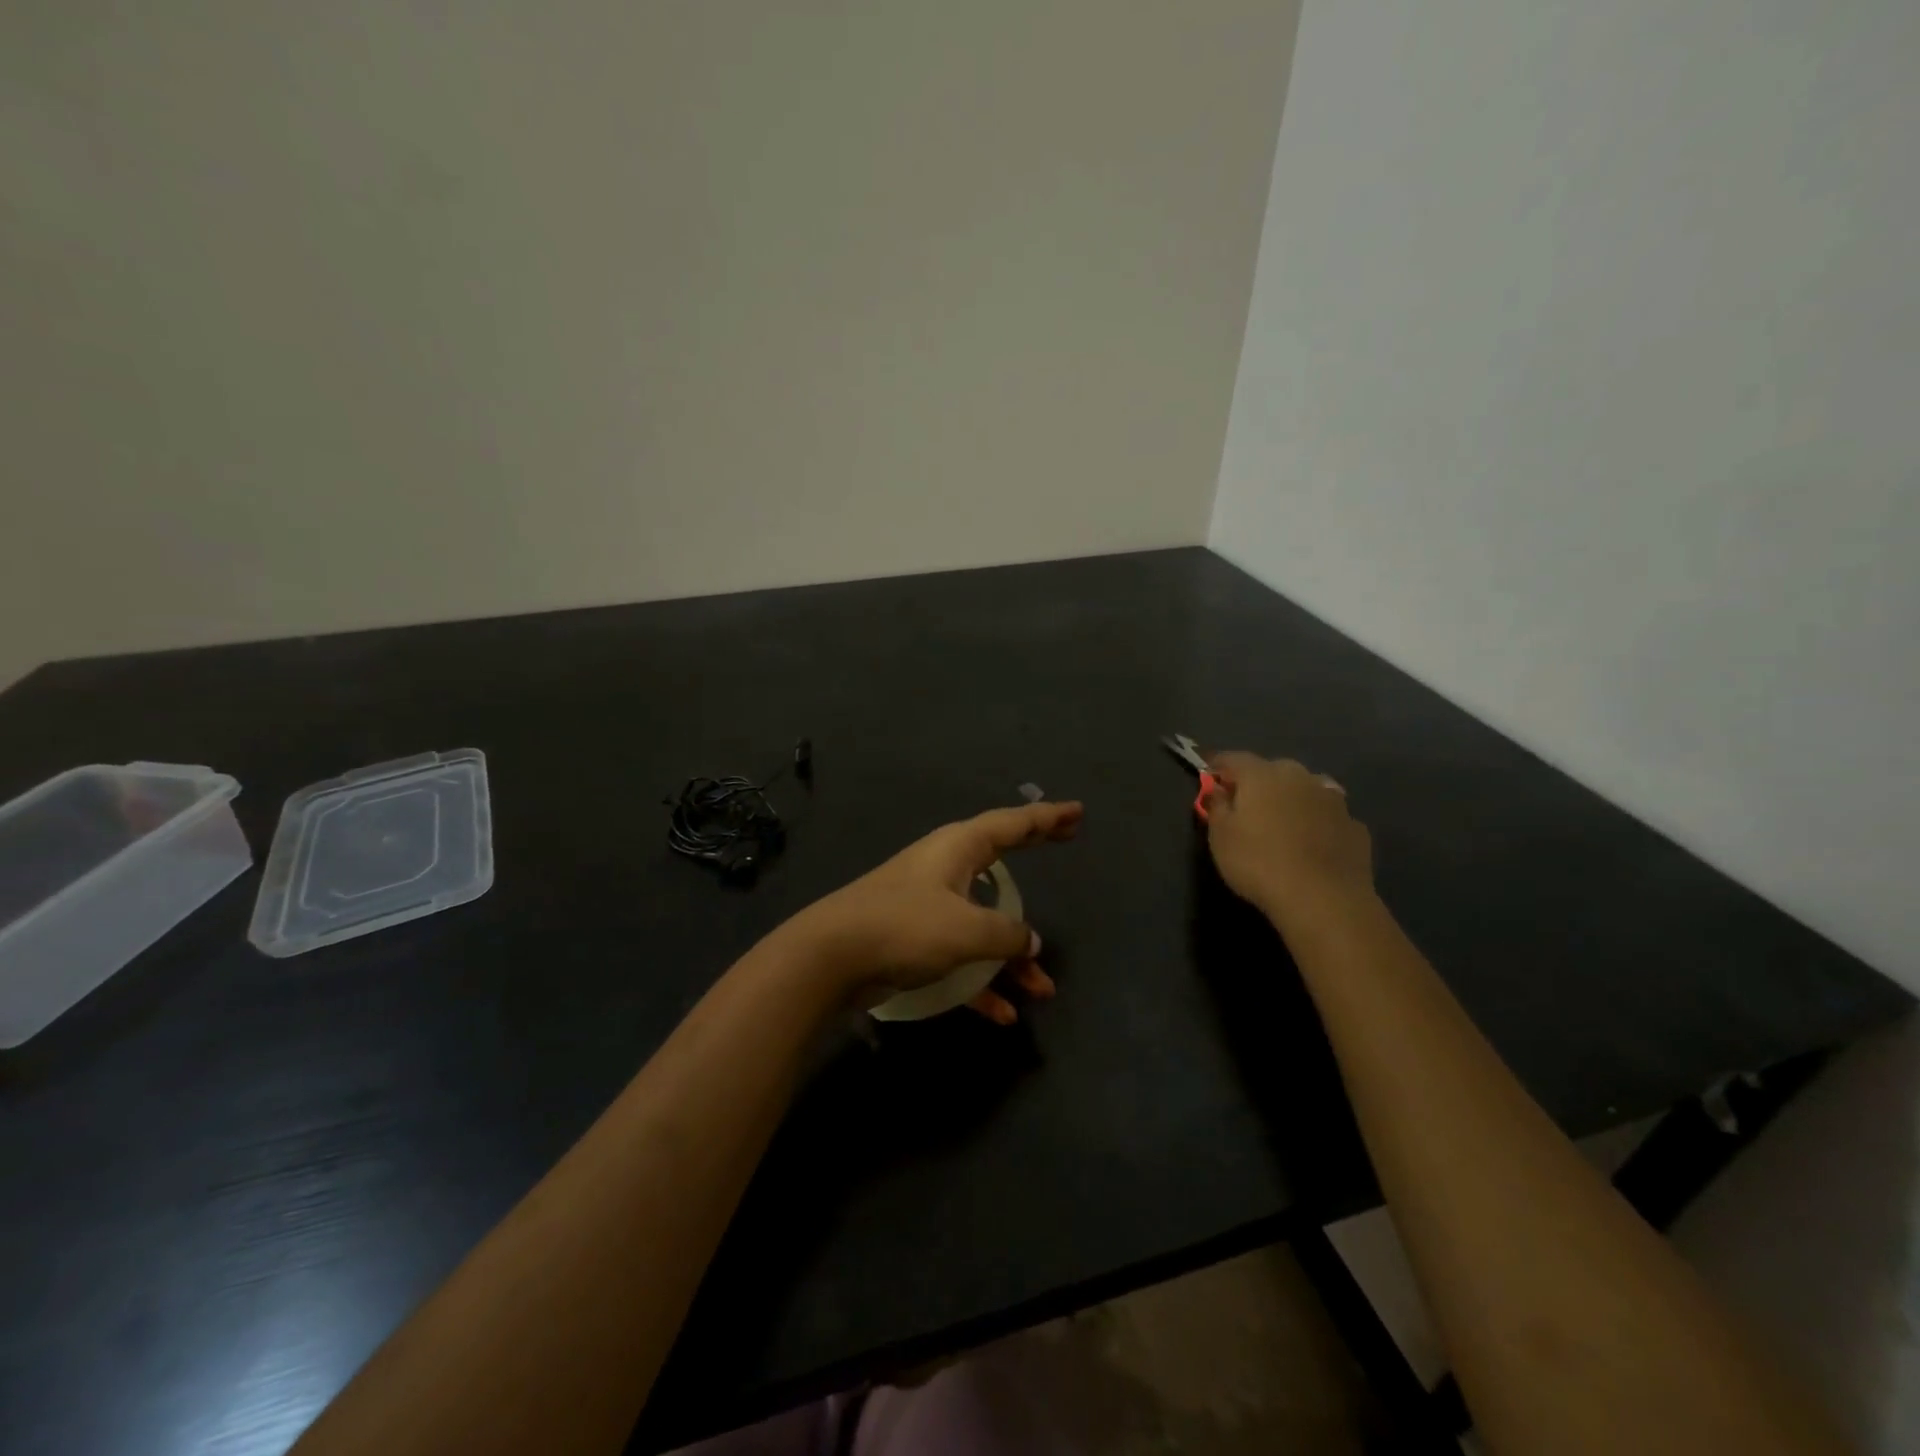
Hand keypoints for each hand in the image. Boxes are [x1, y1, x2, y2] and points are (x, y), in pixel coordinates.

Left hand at [786, 800, 1083, 1022]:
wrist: (832, 956)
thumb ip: (1006, 934)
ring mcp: (929, 904)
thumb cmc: (906, 926)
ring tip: (1042, 988)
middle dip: (1035, 850)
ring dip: (1011, 956)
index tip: (1077, 812)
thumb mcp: (968, 929)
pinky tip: (1001, 1013)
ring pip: (983, 922)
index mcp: (958, 849)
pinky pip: (960, 956)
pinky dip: (980, 981)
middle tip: (1068, 838)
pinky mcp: (915, 940)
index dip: (1047, 818)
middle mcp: (945, 869)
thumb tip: (1028, 941)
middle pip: (1001, 857)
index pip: (1012, 824)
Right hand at [1203, 752, 1372, 932]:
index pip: (1233, 759)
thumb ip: (1217, 806)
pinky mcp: (1355, 826)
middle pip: (1272, 771)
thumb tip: (1218, 790)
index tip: (1208, 775)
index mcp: (1262, 775)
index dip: (1217, 766)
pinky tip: (1312, 844)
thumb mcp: (1220, 837)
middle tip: (1245, 805)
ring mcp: (1333, 799)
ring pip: (1305, 790)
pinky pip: (1328, 816)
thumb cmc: (1259, 863)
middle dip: (1257, 783)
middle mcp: (1300, 777)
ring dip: (1292, 799)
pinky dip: (1317, 823)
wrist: (1325, 899)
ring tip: (1282, 823)